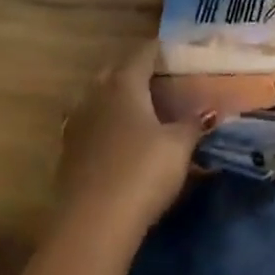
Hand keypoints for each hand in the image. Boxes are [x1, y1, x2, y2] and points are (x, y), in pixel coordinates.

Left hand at [55, 43, 211, 242]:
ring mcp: (76, 124)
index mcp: (123, 83)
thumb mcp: (179, 145)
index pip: (143, 53)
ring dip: (117, 100)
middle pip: (115, 71)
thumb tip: (207, 112)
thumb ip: (193, 124)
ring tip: (141, 110)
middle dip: (136, 71)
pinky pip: (91, 126)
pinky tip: (122, 141)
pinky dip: (107, 126)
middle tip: (161, 80)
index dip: (161, 49)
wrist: (92, 225)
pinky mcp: (67, 154)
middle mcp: (95, 95)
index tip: (177, 52)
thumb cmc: (142, 172)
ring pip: (98, 99)